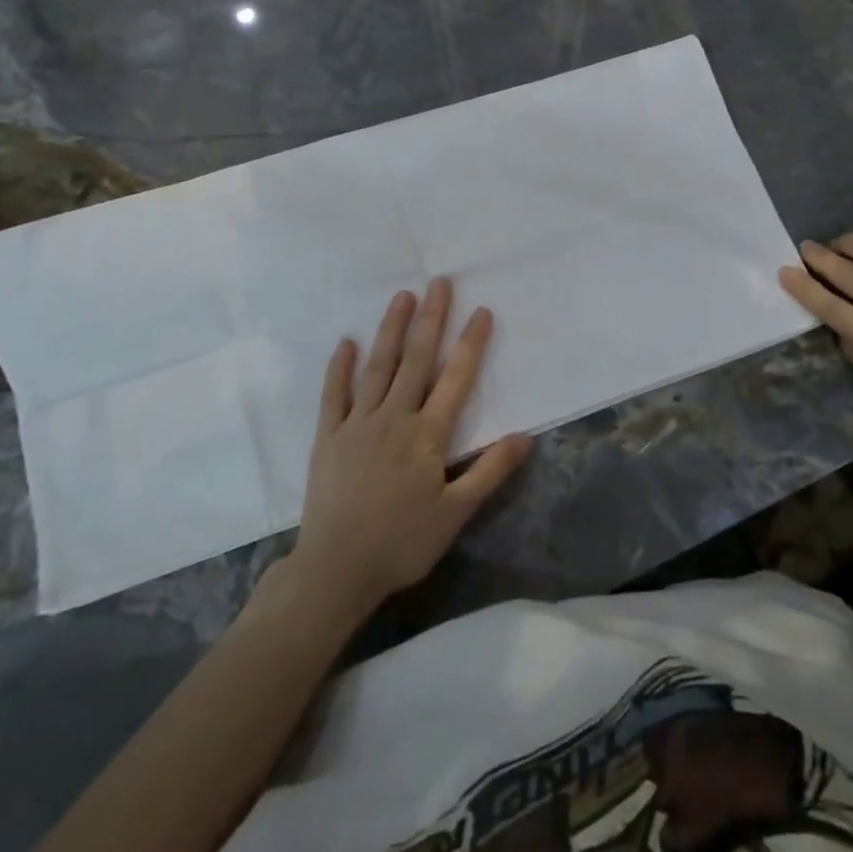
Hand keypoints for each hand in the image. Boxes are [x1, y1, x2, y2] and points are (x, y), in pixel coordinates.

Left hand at [291, 278, 529, 616]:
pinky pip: (334, 394)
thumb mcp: (456, 513)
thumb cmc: (402, 542)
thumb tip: (525, 435)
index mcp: (427, 434)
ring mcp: (357, 423)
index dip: (471, 344)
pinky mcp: (327, 436)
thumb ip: (490, 471)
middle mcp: (394, 417)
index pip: (456, 379)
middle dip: (431, 319)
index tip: (481, 311)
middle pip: (416, 359)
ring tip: (402, 296)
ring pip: (378, 367)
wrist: (336, 568)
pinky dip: (340, 367)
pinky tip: (347, 342)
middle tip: (439, 283)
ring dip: (391, 329)